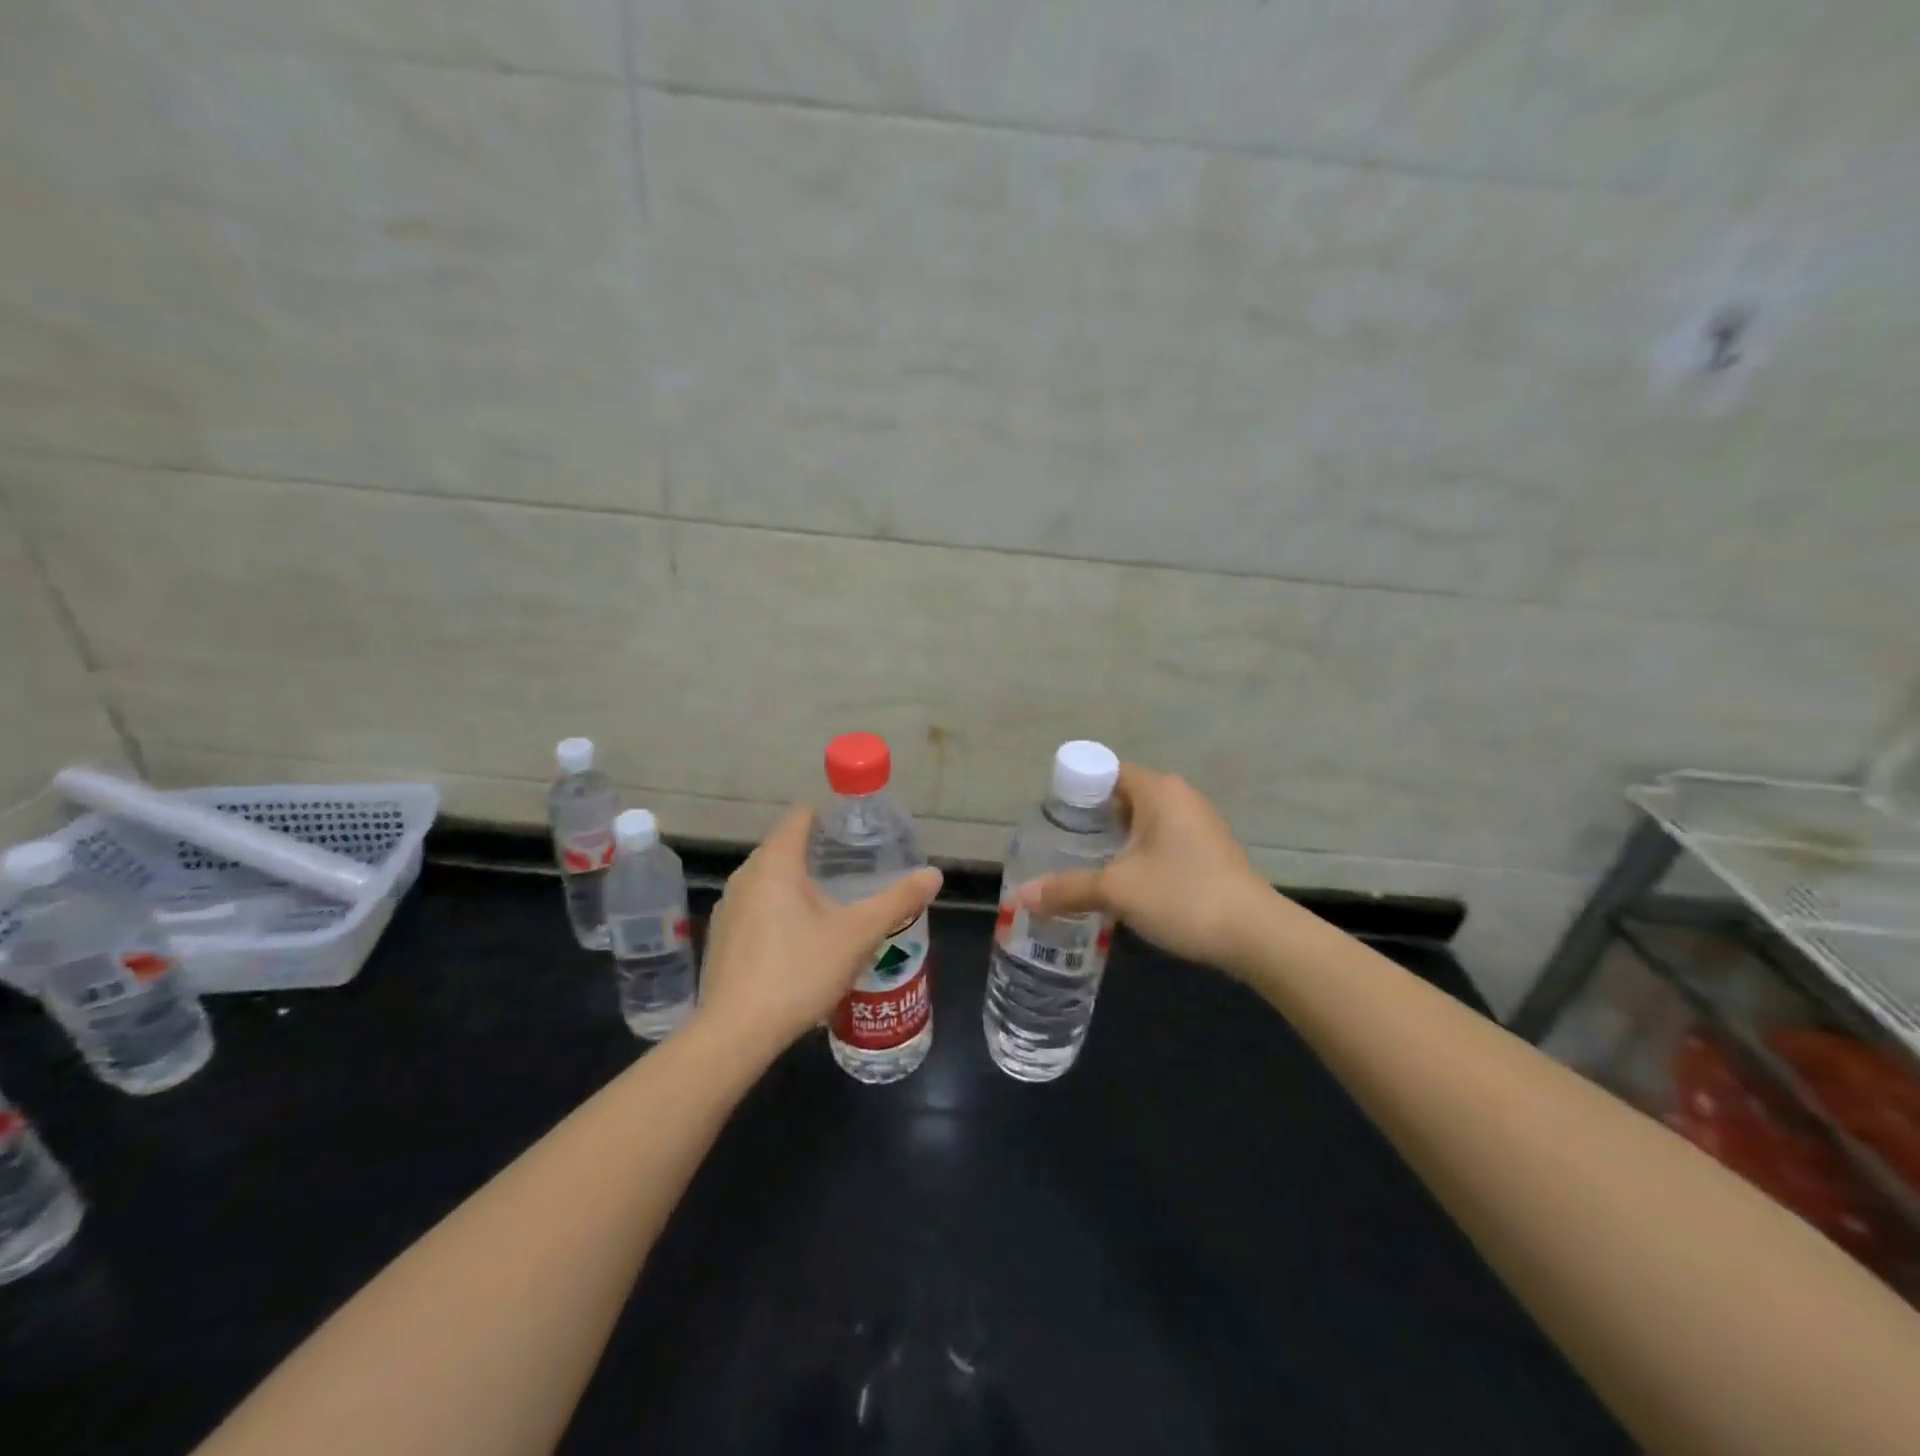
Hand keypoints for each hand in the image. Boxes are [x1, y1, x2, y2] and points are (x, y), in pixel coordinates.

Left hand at [696, 805, 942, 1059]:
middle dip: (821, 853)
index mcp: (775, 862)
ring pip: (771, 879)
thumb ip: (897, 900)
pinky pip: (757, 906)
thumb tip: (934, 874)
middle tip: (859, 870)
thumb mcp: (858, 934)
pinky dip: (781, 909)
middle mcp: (746, 875)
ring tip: (836, 903)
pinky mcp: (723, 937)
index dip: (832, 817)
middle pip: (786, 846)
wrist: (735, 1034)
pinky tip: (803, 940)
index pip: (802, 816)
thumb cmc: (799, 971)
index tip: (861, 832)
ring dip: (801, 884)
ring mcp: (729, 907)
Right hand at [1017, 763, 1272, 973]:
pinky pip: (1163, 841)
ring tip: (1085, 866)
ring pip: (1144, 822)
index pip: (1106, 771)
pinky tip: (1125, 882)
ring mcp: (1200, 824)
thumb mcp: (1117, 891)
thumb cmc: (1182, 896)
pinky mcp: (1210, 851)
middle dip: (1092, 819)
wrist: (1256, 936)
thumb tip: (1021, 897)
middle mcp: (1180, 797)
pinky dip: (1140, 854)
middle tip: (1061, 844)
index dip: (1076, 789)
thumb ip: (1067, 889)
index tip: (1053, 817)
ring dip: (1116, 840)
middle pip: (1123, 796)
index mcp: (1158, 791)